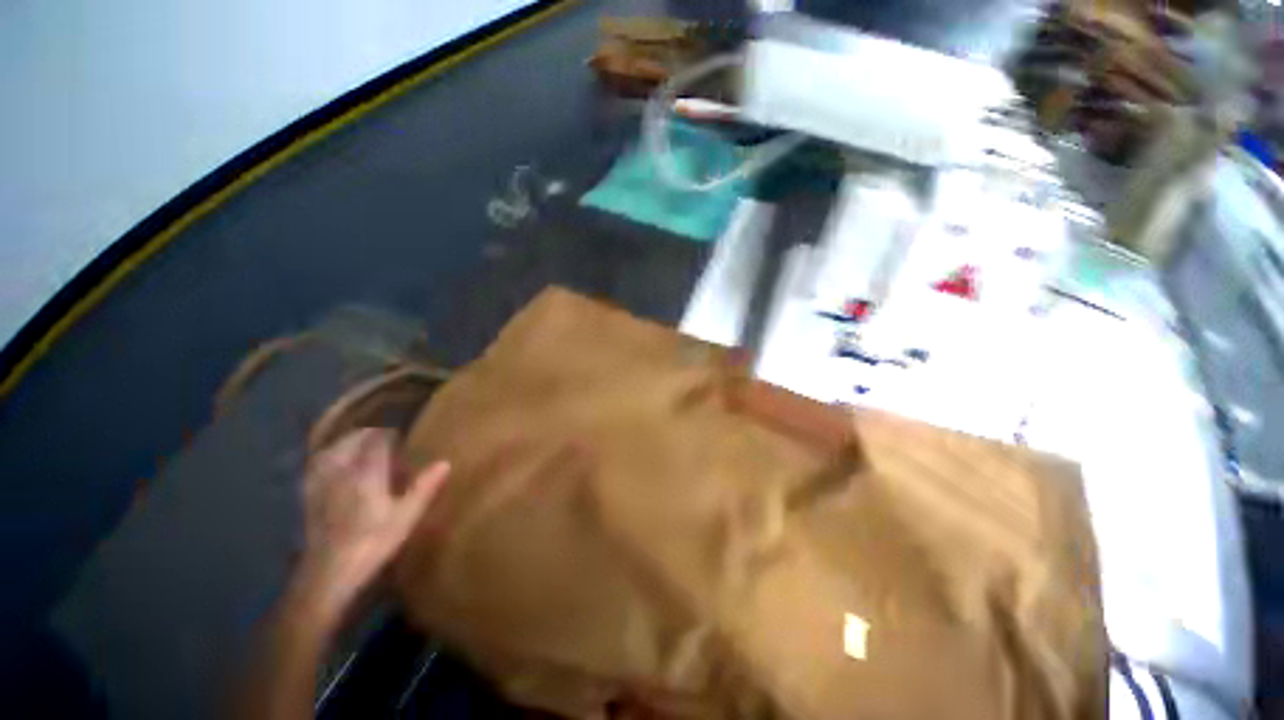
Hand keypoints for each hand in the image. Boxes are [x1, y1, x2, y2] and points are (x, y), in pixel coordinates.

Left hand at [294, 428, 449, 617]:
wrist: (327, 575)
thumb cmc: (372, 544)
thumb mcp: (407, 517)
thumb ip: (425, 487)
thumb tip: (445, 463)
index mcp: (366, 472)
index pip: (378, 440)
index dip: (391, 433)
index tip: (403, 432)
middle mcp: (342, 471)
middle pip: (353, 439)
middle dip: (370, 433)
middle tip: (387, 438)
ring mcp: (321, 483)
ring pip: (333, 450)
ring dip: (348, 443)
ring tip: (361, 445)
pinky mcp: (309, 497)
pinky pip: (317, 466)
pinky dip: (328, 458)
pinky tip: (334, 465)